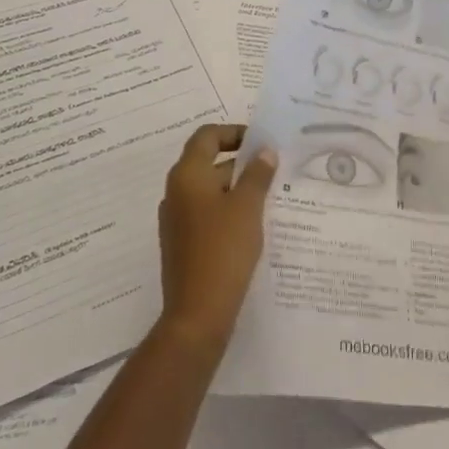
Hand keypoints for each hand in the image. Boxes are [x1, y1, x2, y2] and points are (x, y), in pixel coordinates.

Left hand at [157, 124, 277, 357]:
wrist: (197, 315)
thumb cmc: (223, 250)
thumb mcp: (248, 207)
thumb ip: (257, 174)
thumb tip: (264, 152)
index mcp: (187, 176)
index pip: (207, 136)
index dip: (233, 132)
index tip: (261, 143)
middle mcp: (176, 192)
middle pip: (207, 162)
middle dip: (240, 162)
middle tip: (273, 168)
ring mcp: (176, 220)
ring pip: (208, 190)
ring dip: (236, 188)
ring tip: (269, 196)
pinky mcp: (182, 244)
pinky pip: (206, 214)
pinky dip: (228, 211)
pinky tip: (253, 225)